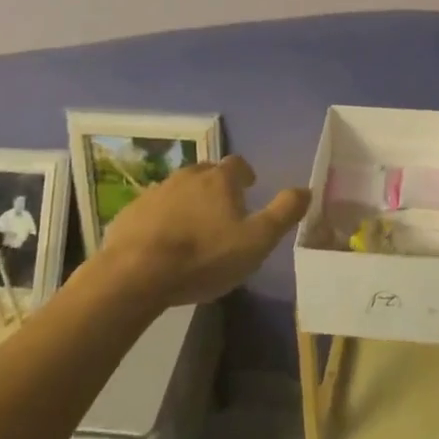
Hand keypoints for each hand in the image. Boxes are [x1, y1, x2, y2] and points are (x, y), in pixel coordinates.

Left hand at [98, 155, 309, 307]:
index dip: (244, 174)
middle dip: (215, 186)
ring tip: (192, 227)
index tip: (248, 187)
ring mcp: (156, 192)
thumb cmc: (204, 256)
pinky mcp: (131, 213)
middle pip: (206, 172)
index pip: (237, 164)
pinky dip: (161, 219)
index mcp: (220, 179)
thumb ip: (283, 213)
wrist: (136, 274)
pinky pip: (152, 210)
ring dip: (187, 202)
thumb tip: (307, 189)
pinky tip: (162, 242)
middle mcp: (188, 176)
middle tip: (222, 210)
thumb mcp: (256, 241)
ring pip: (178, 189)